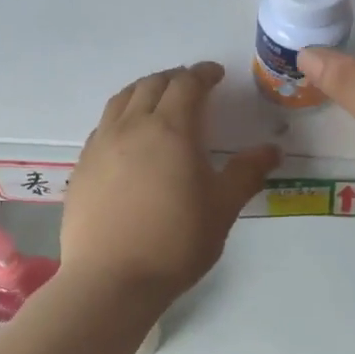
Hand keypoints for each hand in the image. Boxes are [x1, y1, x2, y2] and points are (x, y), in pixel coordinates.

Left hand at [61, 63, 279, 302]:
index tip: (215, 75)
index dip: (203, 74)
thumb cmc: (175, 243)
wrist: (111, 280)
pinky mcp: (82, 167)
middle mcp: (131, 127)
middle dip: (174, 78)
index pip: (187, 85)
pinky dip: (121, 117)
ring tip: (156, 100)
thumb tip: (272, 150)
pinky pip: (103, 126)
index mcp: (170, 129)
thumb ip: (246, 173)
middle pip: (151, 85)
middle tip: (190, 86)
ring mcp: (101, 145)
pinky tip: (127, 137)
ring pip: (121, 100)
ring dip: (143, 91)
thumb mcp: (222, 208)